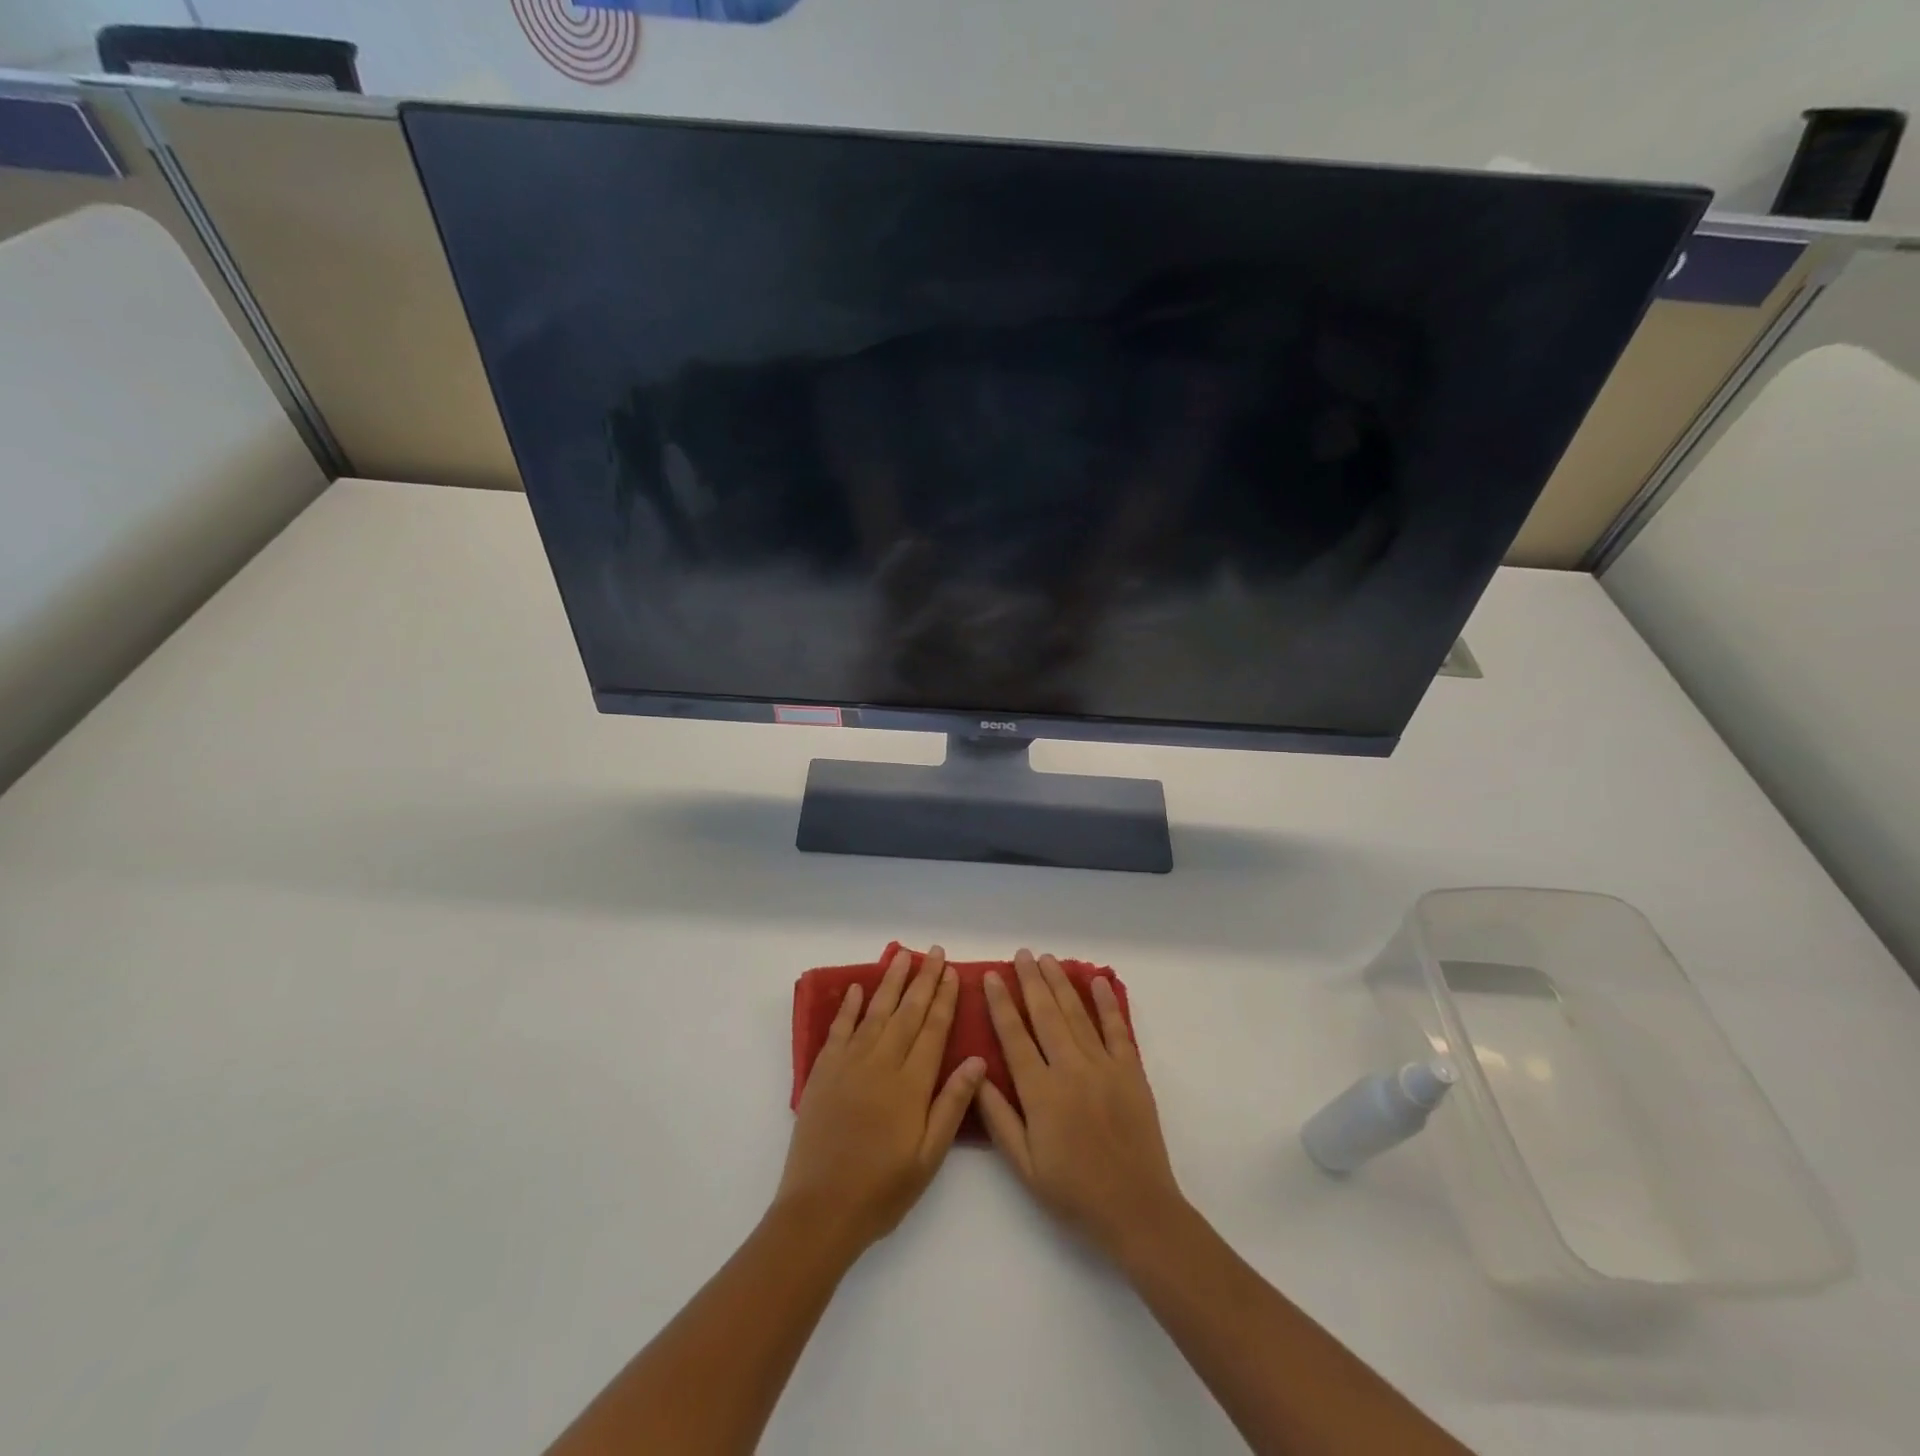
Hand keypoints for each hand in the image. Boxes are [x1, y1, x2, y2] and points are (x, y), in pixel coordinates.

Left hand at [775, 946, 985, 1255]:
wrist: (820, 1210)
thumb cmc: (882, 1189)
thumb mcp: (928, 1157)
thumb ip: (952, 1105)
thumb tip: (977, 1060)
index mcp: (911, 1084)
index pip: (933, 1030)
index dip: (944, 999)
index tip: (952, 972)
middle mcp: (881, 1063)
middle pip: (907, 1013)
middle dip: (923, 980)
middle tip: (934, 952)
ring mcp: (849, 1064)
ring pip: (875, 1012)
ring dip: (890, 982)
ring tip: (902, 956)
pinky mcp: (823, 1072)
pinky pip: (838, 1029)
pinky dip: (847, 1006)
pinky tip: (856, 988)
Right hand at [977, 949, 1185, 1260]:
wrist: (1135, 1208)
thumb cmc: (1073, 1191)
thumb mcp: (1024, 1164)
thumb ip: (998, 1118)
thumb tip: (976, 1073)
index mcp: (1041, 1092)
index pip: (1014, 1037)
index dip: (1001, 1004)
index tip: (990, 977)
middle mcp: (1070, 1069)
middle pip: (1046, 1014)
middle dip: (1030, 980)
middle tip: (1021, 954)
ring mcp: (1103, 1066)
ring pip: (1076, 1014)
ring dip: (1061, 983)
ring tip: (1047, 958)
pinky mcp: (1130, 1070)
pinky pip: (1116, 1028)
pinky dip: (1107, 1002)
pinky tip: (1097, 981)